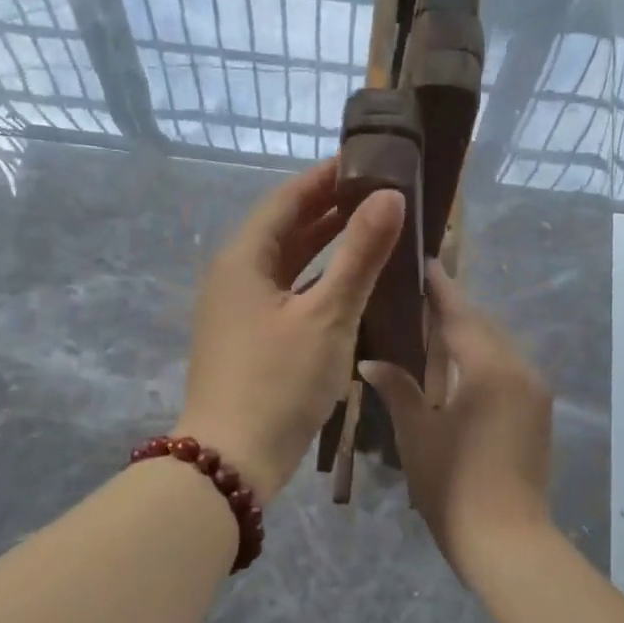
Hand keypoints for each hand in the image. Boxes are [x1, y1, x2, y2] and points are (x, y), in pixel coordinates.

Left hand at [177, 159, 403, 501]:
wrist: (233, 459)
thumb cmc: (279, 382)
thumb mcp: (327, 316)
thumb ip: (360, 255)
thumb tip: (390, 197)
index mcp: (243, 259)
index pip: (286, 200)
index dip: (326, 178)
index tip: (367, 163)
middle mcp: (233, 277)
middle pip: (283, 231)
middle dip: (328, 211)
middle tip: (377, 196)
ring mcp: (237, 312)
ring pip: (285, 266)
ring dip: (323, 248)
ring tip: (369, 232)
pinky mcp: (247, 341)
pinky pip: (285, 295)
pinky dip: (315, 283)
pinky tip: (346, 288)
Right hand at [360, 266, 554, 582]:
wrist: (506, 540)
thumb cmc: (453, 485)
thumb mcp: (418, 434)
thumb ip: (397, 389)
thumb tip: (371, 361)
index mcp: (491, 369)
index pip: (461, 315)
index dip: (440, 289)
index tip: (423, 262)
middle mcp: (520, 370)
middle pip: (484, 327)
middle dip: (454, 310)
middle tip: (419, 293)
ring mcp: (534, 393)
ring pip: (498, 348)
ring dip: (468, 335)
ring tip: (432, 325)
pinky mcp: (537, 413)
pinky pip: (507, 370)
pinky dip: (482, 359)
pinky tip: (457, 365)